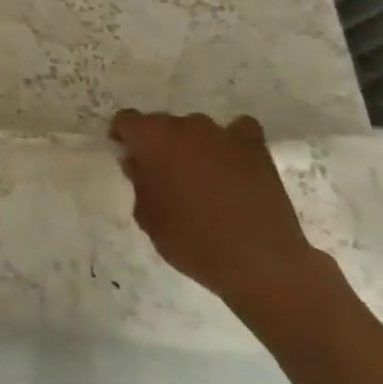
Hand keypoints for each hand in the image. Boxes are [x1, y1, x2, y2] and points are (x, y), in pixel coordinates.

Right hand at [111, 109, 323, 313]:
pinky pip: (238, 131)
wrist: (259, 263)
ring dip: (193, 145)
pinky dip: (232, 142)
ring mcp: (222, 134)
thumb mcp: (147, 217)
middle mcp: (184, 126)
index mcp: (151, 138)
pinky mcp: (256, 148)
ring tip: (202, 176)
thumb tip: (139, 164)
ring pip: (197, 129)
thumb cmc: (191, 241)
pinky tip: (233, 162)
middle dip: (158, 143)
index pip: (126, 120)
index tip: (128, 158)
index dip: (123, 137)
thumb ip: (138, 182)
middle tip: (164, 175)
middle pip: (162, 123)